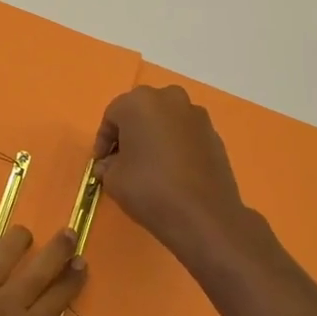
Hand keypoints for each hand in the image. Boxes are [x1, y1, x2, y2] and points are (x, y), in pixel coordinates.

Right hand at [93, 84, 252, 264]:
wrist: (204, 216)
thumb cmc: (149, 189)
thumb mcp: (112, 179)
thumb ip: (107, 165)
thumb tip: (110, 164)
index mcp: (139, 102)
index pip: (112, 116)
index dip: (104, 141)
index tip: (101, 163)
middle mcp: (169, 99)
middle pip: (141, 112)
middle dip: (131, 133)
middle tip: (124, 159)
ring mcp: (196, 115)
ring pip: (166, 121)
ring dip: (155, 137)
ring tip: (150, 165)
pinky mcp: (214, 135)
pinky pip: (186, 134)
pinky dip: (176, 146)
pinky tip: (173, 171)